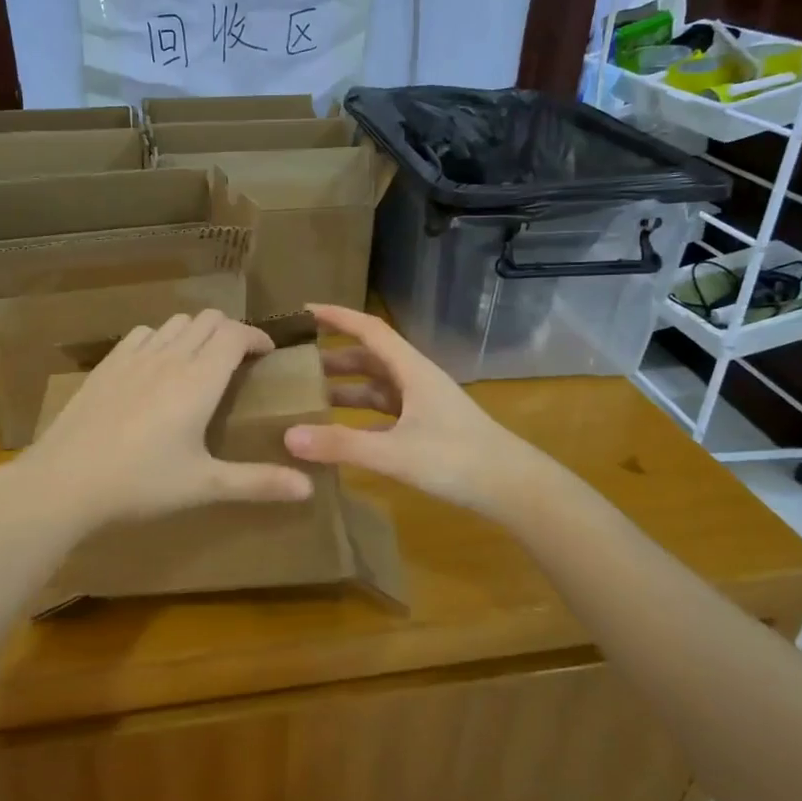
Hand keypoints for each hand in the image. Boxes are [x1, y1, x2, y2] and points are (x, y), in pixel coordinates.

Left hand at [12, 310, 312, 531]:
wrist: (65, 481)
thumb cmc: (141, 483)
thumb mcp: (204, 486)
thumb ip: (257, 482)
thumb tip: (308, 488)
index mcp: (198, 380)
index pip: (234, 334)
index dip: (256, 336)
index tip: (267, 353)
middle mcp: (169, 358)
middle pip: (206, 319)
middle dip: (229, 330)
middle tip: (239, 358)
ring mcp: (133, 357)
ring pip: (174, 323)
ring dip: (195, 332)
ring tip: (200, 360)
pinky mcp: (106, 365)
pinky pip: (142, 334)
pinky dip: (161, 338)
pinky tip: (156, 365)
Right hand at [284, 304, 551, 518]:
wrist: (513, 488)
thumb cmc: (457, 460)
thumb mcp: (394, 453)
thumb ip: (342, 445)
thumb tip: (288, 436)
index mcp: (411, 370)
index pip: (369, 330)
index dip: (337, 317)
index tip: (303, 311)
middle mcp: (415, 380)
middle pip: (368, 358)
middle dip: (331, 357)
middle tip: (293, 363)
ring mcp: (422, 406)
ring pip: (375, 387)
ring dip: (343, 388)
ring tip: (306, 397)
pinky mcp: (425, 430)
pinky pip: (383, 414)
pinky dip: (358, 418)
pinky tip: (337, 433)